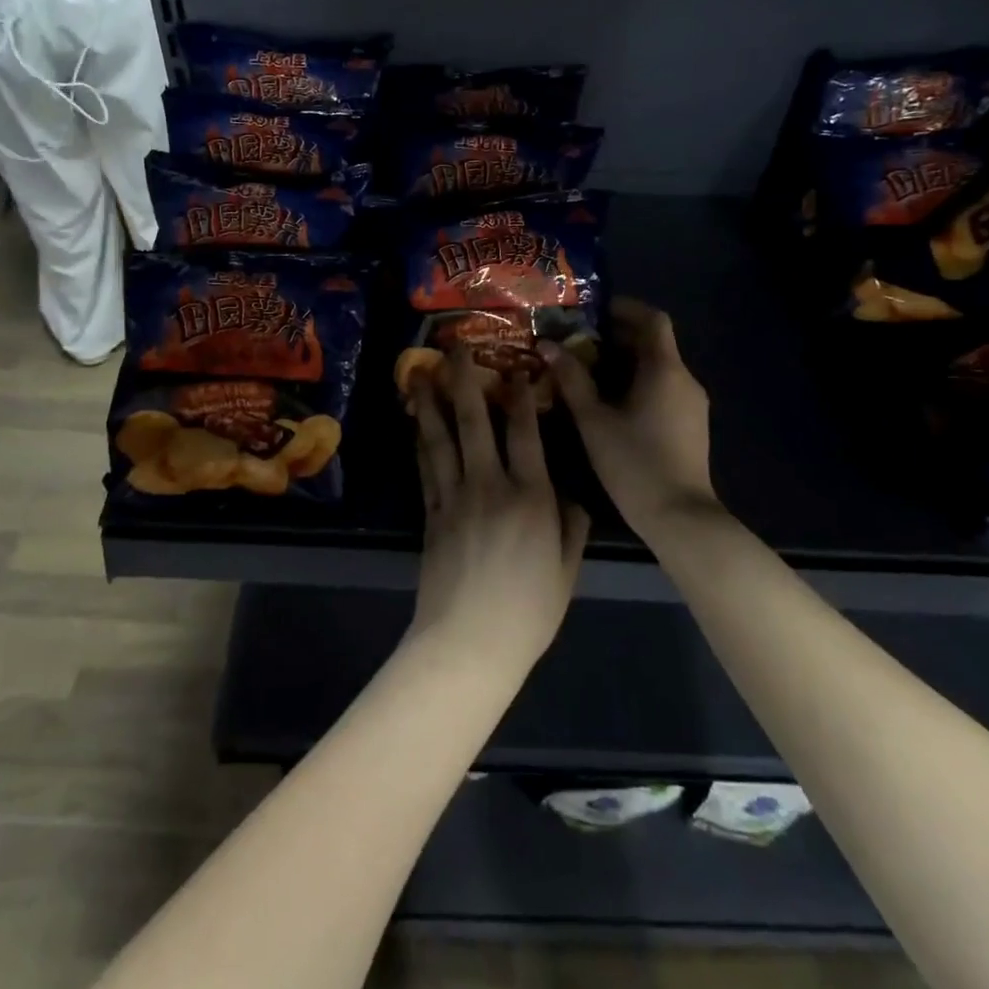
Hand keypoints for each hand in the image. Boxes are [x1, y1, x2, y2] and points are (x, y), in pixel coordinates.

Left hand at [408, 348, 588, 681]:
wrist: (469, 642)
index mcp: (532, 496)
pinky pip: (426, 467)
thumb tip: (570, 491)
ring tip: (421, 371)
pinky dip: (421, 440)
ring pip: (442, 438)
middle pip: (476, 422)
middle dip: (466, 380)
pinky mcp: (430, 513)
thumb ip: (571, 523)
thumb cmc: (528, 610)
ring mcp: (455, 497)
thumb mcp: (566, 568)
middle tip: (456, 346)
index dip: (521, 397)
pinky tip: (417, 422)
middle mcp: (490, 485)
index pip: (526, 433)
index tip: (516, 367)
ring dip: (431, 401)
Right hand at [541, 296, 720, 540]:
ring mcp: (692, 403)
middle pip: (654, 343)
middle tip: (577, 342)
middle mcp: (685, 379)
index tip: (593, 311)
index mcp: (665, 369)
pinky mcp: (691, 424)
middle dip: (617, 337)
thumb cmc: (634, 462)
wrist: (680, 517)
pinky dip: (637, 382)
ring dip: (625, 362)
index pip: (653, 319)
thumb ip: (571, 379)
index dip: (625, 308)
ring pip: (658, 367)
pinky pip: (663, 388)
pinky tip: (610, 402)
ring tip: (586, 371)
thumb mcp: (593, 420)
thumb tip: (548, 345)